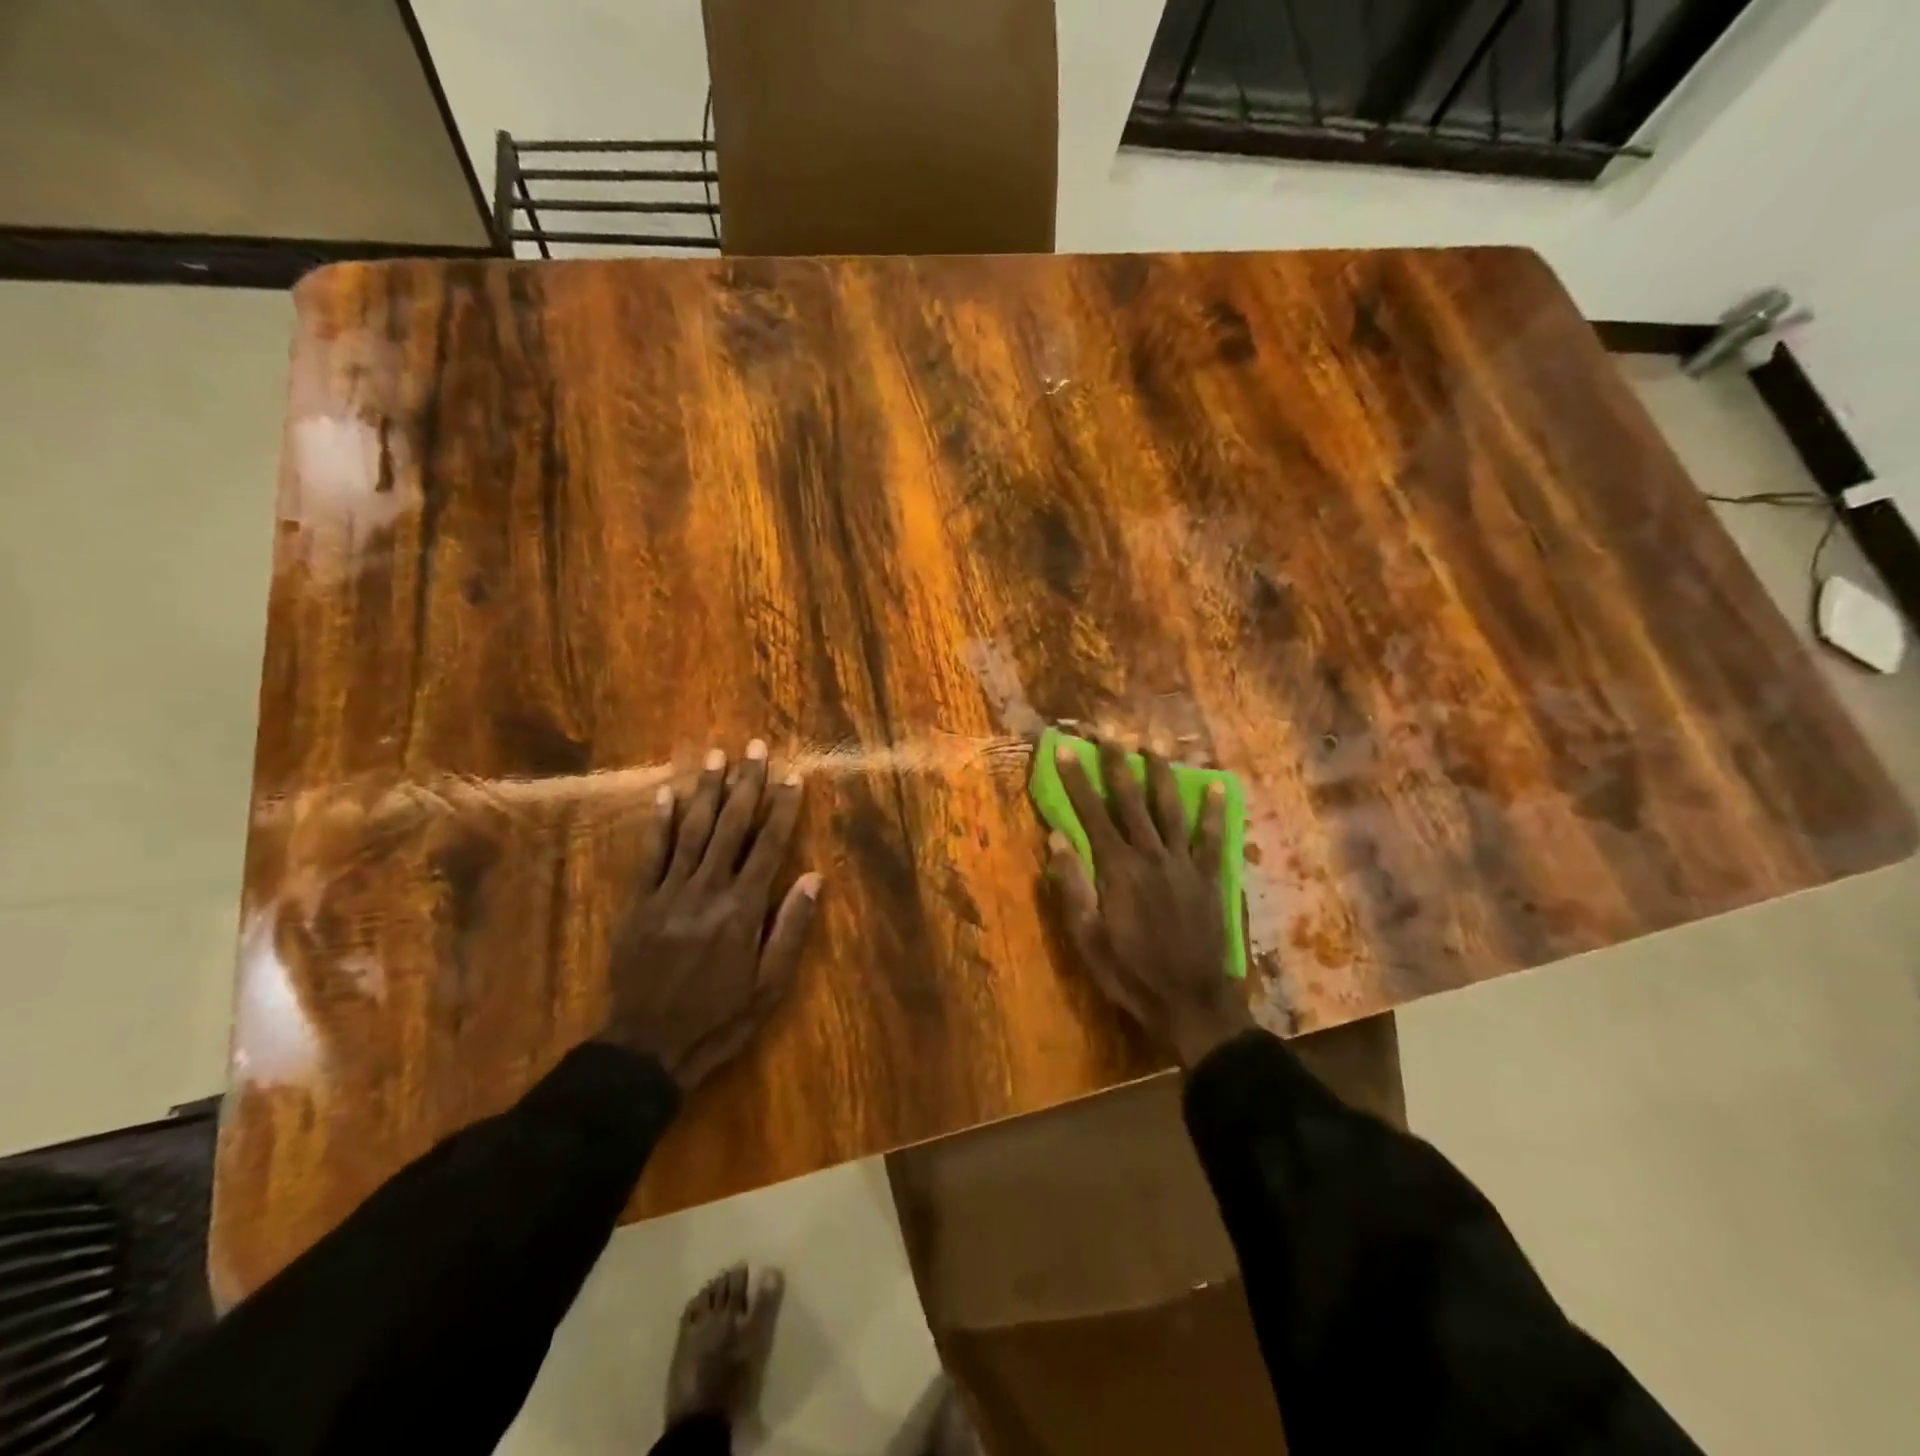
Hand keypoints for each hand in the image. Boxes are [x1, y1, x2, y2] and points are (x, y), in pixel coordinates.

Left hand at [600, 740, 822, 1089]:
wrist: (646, 1047)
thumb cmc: (719, 1018)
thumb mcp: (769, 984)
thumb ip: (790, 928)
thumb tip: (813, 877)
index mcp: (742, 909)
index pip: (768, 845)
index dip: (782, 807)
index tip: (792, 775)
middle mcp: (707, 890)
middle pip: (730, 826)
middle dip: (746, 783)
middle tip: (755, 746)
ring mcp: (669, 892)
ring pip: (691, 830)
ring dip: (706, 790)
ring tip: (716, 755)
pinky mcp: (639, 902)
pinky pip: (650, 854)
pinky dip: (659, 821)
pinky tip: (667, 792)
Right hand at [1049, 737, 1251, 1067]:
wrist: (1191, 1001)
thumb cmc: (1131, 973)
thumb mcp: (1088, 938)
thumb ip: (1073, 888)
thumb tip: (1057, 839)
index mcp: (1116, 870)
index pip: (1091, 815)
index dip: (1078, 781)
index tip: (1067, 750)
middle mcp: (1150, 856)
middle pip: (1130, 801)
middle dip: (1118, 764)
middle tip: (1110, 733)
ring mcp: (1183, 864)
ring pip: (1169, 809)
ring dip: (1161, 775)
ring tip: (1153, 746)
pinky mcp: (1208, 877)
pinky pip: (1212, 838)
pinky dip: (1215, 812)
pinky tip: (1217, 787)